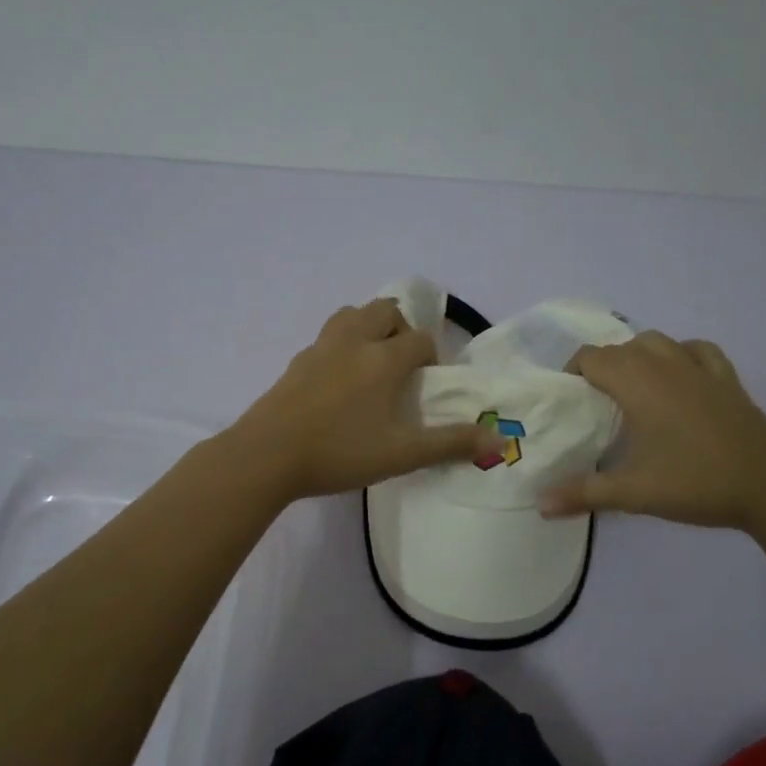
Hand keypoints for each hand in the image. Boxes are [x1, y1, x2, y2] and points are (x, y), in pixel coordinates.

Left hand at [225, 299, 503, 501]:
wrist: (266, 455)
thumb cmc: (339, 452)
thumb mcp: (401, 454)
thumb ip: (450, 444)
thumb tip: (499, 439)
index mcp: (382, 359)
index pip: (419, 339)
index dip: (430, 356)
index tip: (426, 383)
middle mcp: (353, 341)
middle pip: (385, 310)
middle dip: (401, 329)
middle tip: (402, 365)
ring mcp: (320, 348)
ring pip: (351, 315)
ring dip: (369, 327)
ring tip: (372, 364)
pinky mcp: (296, 362)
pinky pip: (327, 337)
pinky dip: (342, 344)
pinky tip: (338, 381)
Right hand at [539, 331, 765, 529]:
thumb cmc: (695, 482)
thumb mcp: (633, 492)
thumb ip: (583, 494)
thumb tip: (539, 504)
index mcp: (638, 384)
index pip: (592, 358)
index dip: (573, 372)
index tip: (568, 399)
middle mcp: (665, 365)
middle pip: (620, 348)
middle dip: (600, 367)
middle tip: (593, 403)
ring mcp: (700, 368)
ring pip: (656, 342)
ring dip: (636, 356)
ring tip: (630, 387)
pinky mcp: (727, 379)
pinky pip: (696, 350)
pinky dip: (679, 354)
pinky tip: (678, 376)